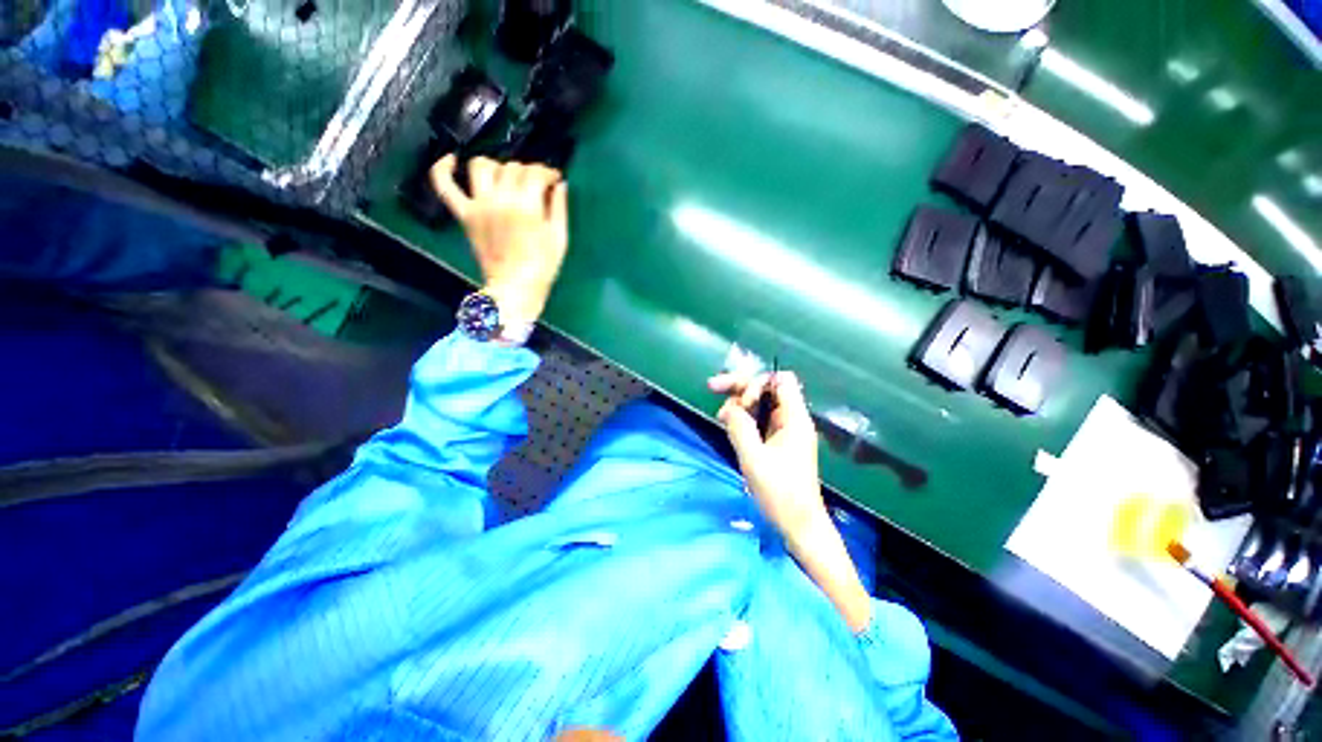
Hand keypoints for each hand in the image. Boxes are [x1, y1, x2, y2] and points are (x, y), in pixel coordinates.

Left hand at [430, 155, 568, 326]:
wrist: (516, 288)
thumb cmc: (543, 267)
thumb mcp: (560, 238)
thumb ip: (560, 208)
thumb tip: (560, 184)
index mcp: (527, 206)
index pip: (535, 173)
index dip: (547, 172)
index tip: (554, 179)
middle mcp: (500, 199)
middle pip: (512, 168)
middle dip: (527, 172)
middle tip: (535, 185)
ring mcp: (478, 205)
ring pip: (481, 166)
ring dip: (495, 165)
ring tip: (504, 177)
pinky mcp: (464, 215)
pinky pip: (445, 186)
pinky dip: (442, 169)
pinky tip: (450, 160)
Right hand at [708, 370, 826, 541]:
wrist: (799, 525)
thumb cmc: (780, 493)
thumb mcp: (754, 458)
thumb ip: (739, 427)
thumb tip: (727, 407)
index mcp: (793, 418)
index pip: (780, 380)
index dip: (758, 381)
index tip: (740, 399)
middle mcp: (791, 419)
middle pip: (766, 388)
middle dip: (740, 386)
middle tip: (712, 388)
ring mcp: (785, 430)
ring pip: (760, 403)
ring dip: (739, 403)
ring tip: (721, 417)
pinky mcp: (778, 442)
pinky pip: (759, 419)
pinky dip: (743, 418)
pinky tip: (729, 425)